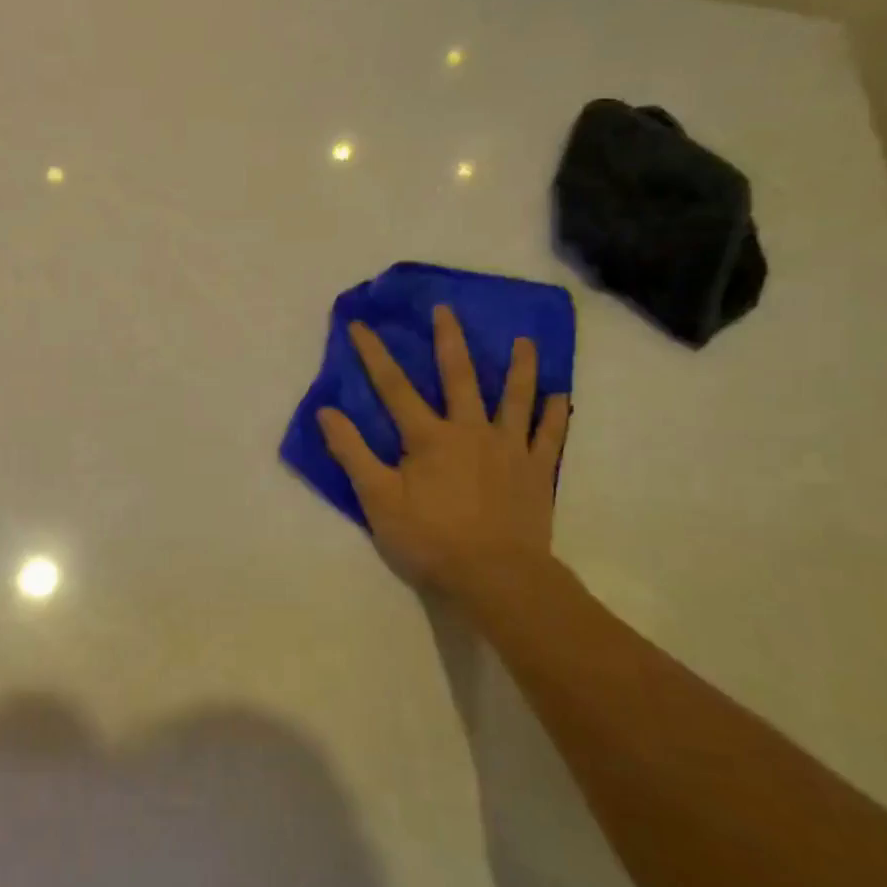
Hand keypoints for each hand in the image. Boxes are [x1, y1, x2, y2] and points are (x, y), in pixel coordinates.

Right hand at [317, 307, 569, 607]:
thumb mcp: (377, 499)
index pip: (393, 387)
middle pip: (459, 377)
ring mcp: (509, 449)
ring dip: (518, 367)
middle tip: (446, 310)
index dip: (374, 354)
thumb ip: (351, 452)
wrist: (495, 577)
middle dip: (449, 341)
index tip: (359, 325)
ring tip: (524, 341)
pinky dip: (555, 415)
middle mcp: (470, 431)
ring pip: (514, 398)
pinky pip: (550, 436)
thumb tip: (326, 411)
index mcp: (428, 437)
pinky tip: (560, 396)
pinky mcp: (537, 471)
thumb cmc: (429, 538)